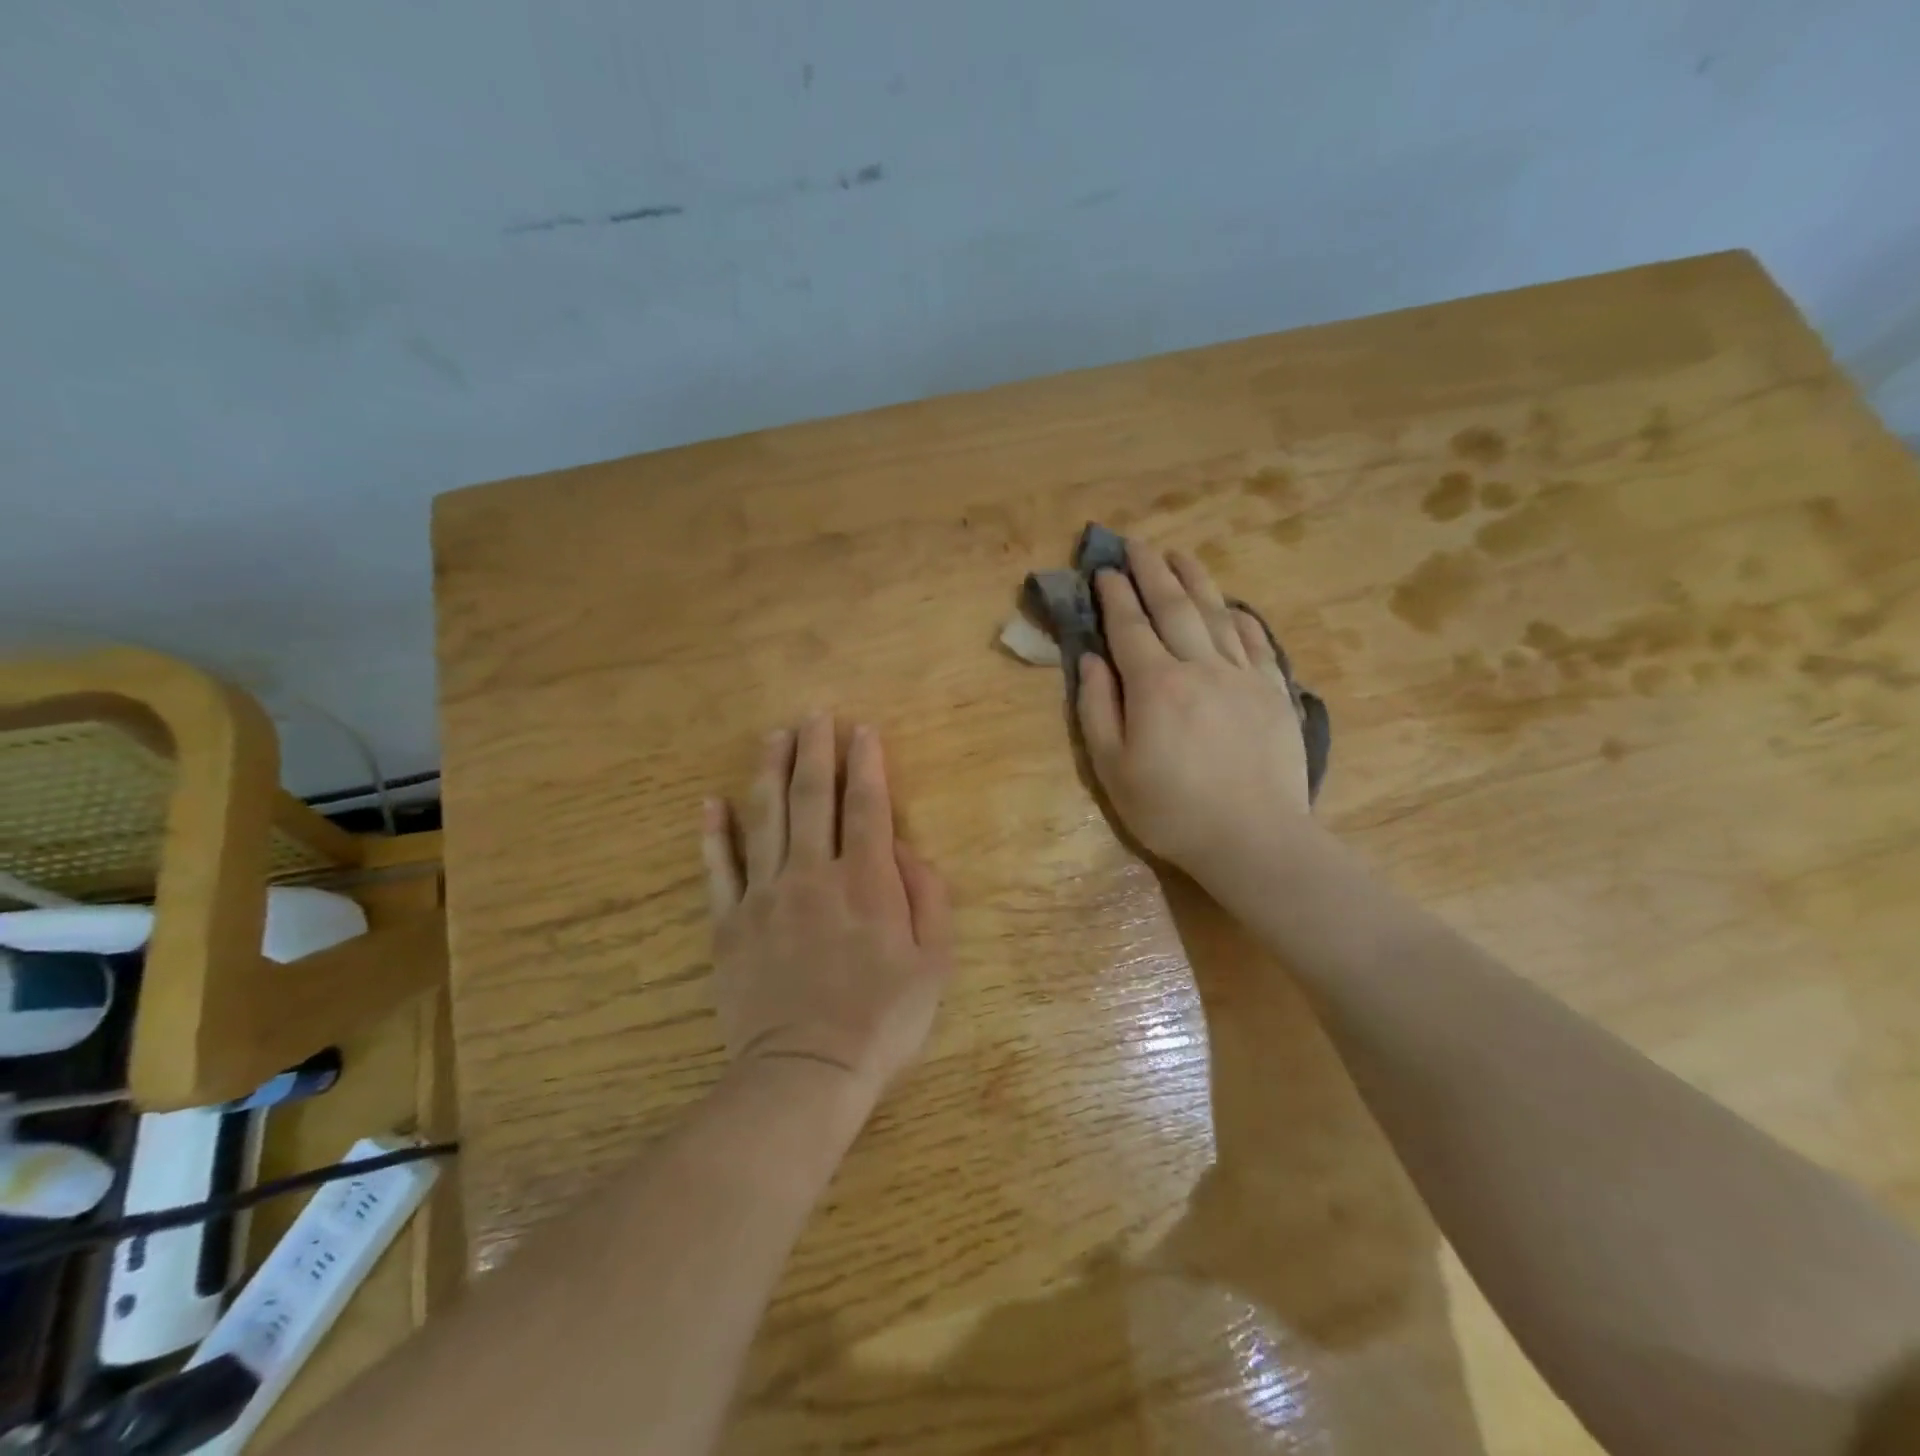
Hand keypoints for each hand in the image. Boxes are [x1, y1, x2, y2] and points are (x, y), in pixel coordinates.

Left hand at [702, 714, 953, 1108]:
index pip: (867, 806)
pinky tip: (712, 802)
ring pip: (765, 818)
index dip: (866, 763)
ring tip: (773, 736)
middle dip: (816, 751)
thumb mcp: (934, 962)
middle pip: (813, 798)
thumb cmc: (882, 1019)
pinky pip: (719, 869)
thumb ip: (927, 896)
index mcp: (866, 881)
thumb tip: (904, 847)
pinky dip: (715, 833)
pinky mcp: (730, 923)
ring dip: (770, 772)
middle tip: (815, 714)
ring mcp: (766, 896)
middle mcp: (814, 874)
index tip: (862, 730)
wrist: (807, 1070)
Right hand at [1076, 542, 1310, 875]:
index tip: (1103, 569)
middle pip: (1173, 607)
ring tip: (1180, 555)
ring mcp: (1243, 676)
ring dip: (1195, 581)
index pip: (1129, 626)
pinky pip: (1256, 642)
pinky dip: (1240, 619)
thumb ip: (1097, 709)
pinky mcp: (1275, 692)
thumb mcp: (1112, 768)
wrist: (1253, 838)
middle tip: (1137, 544)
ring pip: (1216, 614)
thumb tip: (1092, 660)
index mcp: (1155, 685)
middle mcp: (1200, 666)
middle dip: (1151, 571)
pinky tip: (1231, 607)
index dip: (1114, 595)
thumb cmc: (1171, 810)